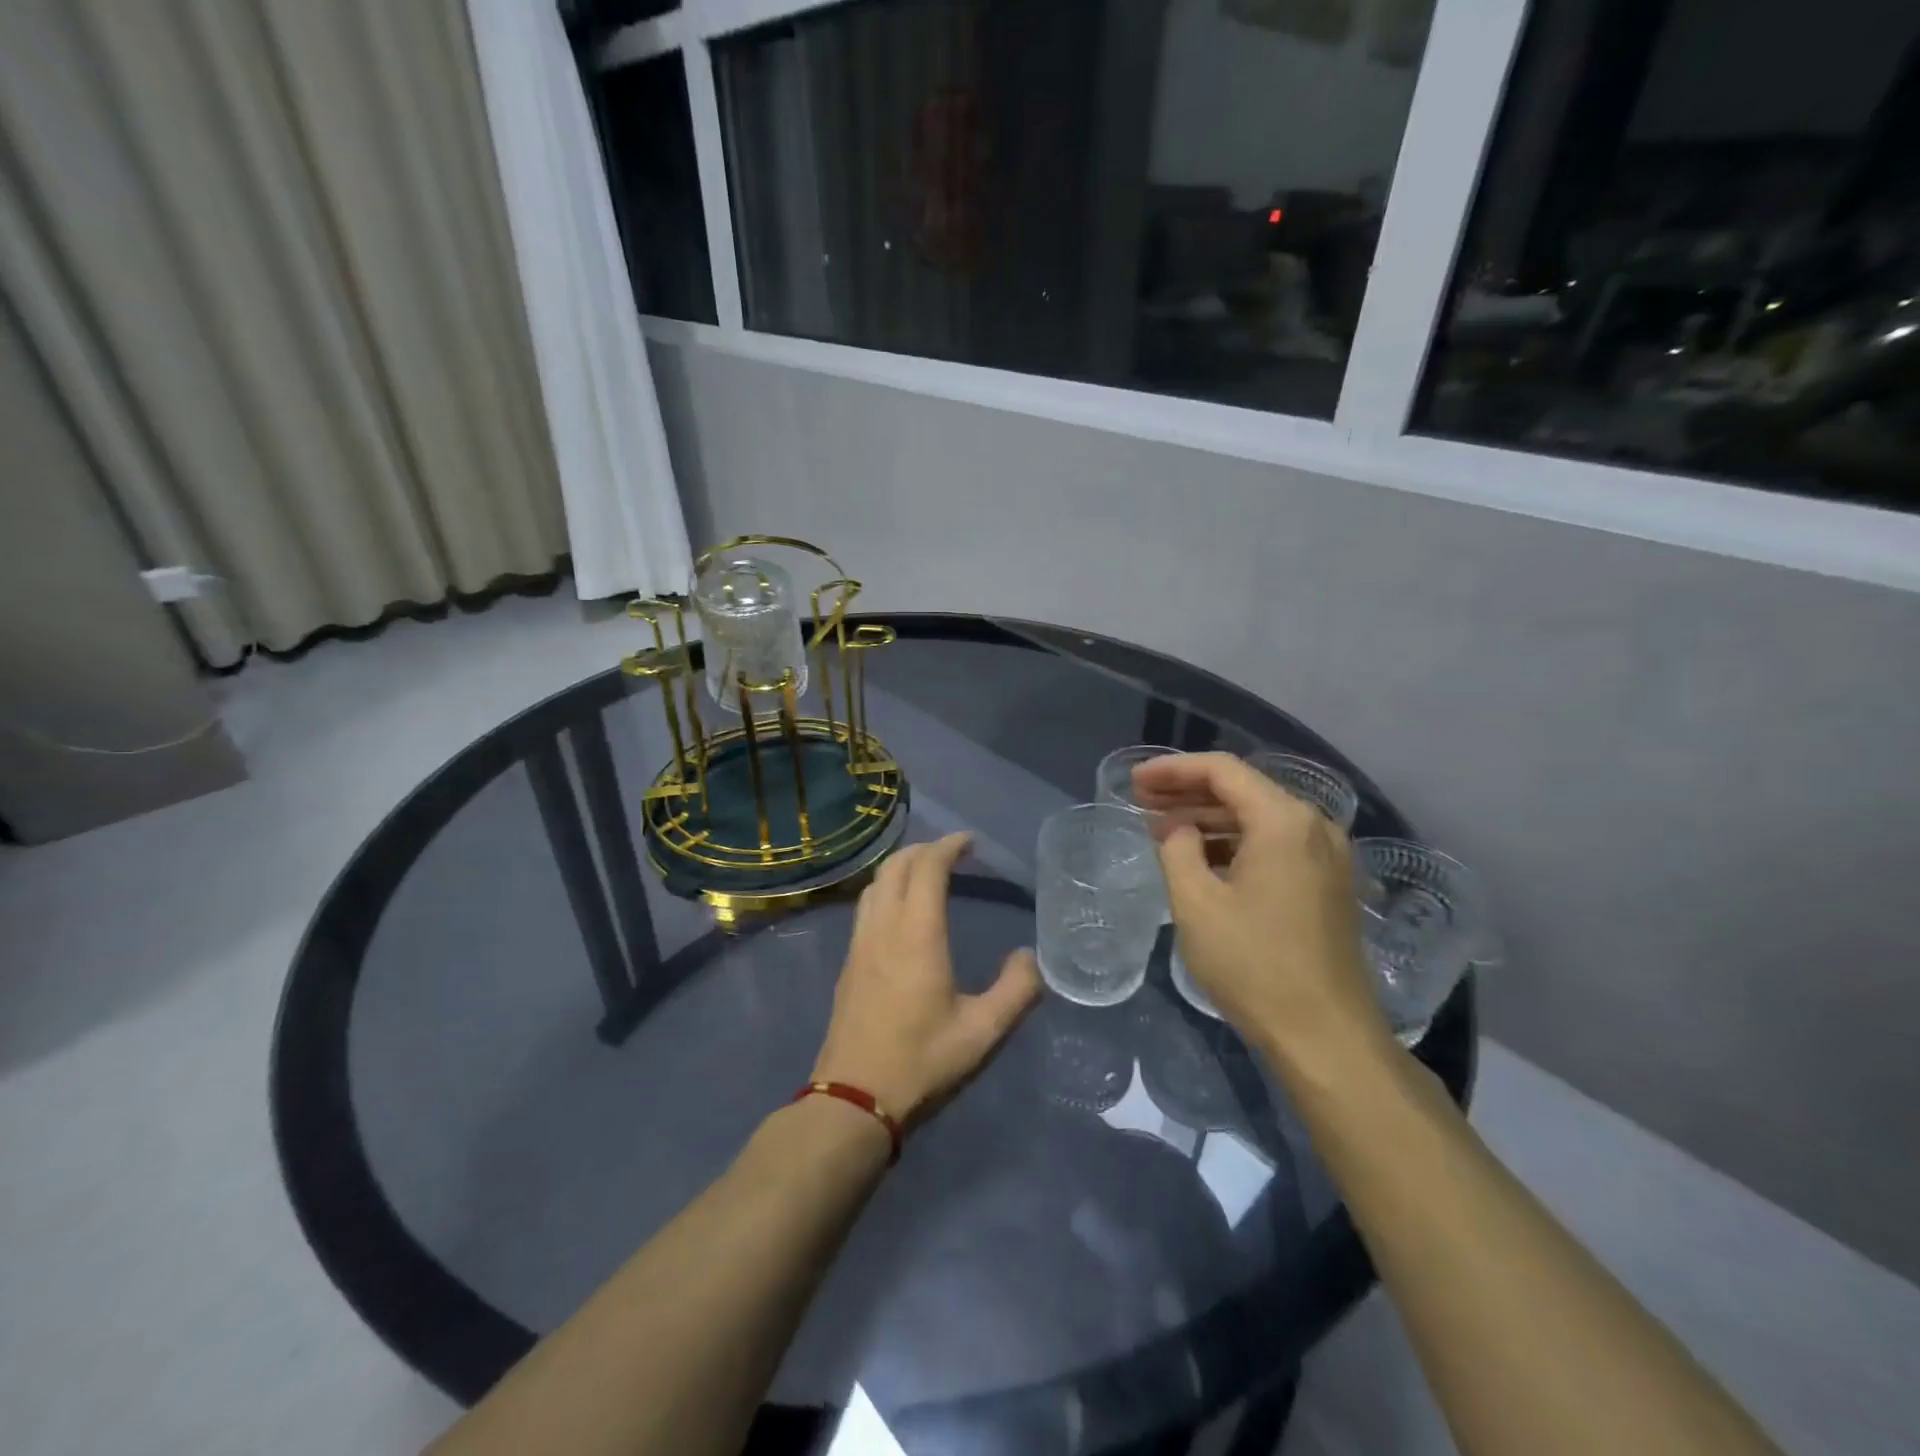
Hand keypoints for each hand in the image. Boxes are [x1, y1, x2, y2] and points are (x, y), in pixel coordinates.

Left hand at [812, 832, 1041, 1128]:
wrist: (853, 1097)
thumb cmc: (921, 1061)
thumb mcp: (982, 1032)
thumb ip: (1016, 991)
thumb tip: (1032, 957)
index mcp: (917, 934)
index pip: (928, 868)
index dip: (948, 846)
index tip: (969, 841)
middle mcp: (883, 927)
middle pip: (897, 866)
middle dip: (924, 849)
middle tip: (952, 852)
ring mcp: (860, 943)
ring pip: (876, 884)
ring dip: (901, 866)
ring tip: (927, 872)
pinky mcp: (849, 961)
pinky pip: (866, 905)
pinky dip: (887, 889)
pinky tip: (900, 910)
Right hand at [1134, 753, 1389, 1073]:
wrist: (1326, 1037)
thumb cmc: (1254, 965)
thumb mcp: (1196, 903)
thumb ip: (1178, 850)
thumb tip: (1179, 830)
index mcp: (1283, 821)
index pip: (1222, 771)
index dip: (1172, 769)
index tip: (1134, 779)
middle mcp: (1313, 826)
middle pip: (1242, 790)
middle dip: (1188, 792)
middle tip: (1140, 799)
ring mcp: (1326, 857)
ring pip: (1258, 818)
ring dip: (1209, 818)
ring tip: (1161, 827)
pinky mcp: (1327, 885)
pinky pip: (1274, 845)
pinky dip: (1234, 843)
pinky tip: (1200, 857)